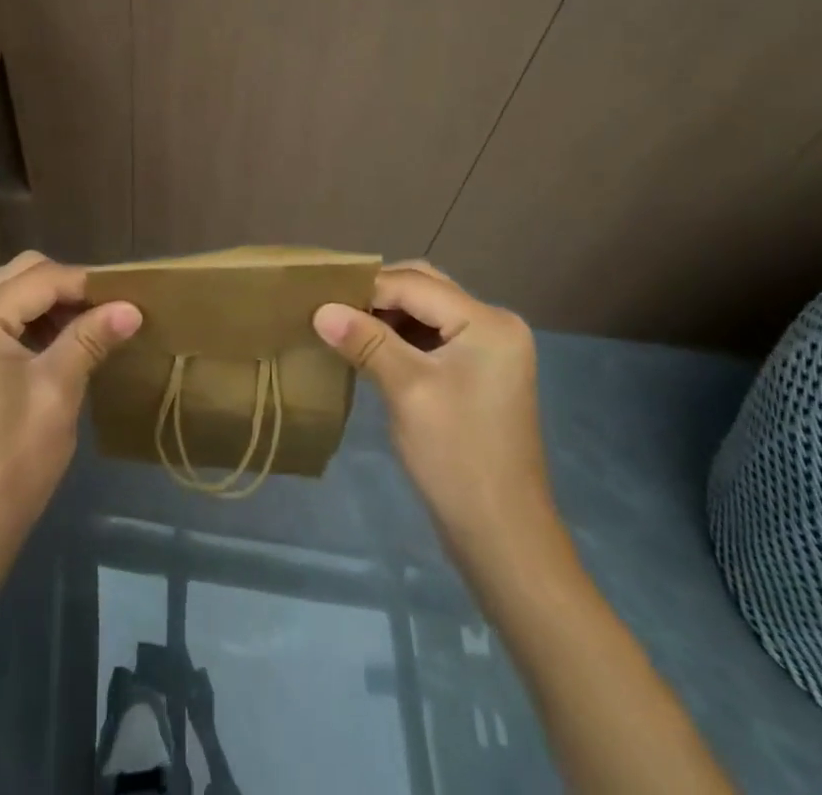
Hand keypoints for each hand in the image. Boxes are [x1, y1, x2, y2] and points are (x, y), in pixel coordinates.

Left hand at [0, 252, 140, 553]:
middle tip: (110, 308)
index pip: (40, 278)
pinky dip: (40, 323)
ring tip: (96, 324)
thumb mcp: (57, 391)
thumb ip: (91, 339)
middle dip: (69, 285)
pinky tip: (69, 343)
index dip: (87, 283)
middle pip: (23, 275)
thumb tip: (132, 307)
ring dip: (55, 303)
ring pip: (16, 295)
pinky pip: (8, 321)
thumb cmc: (12, 458)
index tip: (130, 294)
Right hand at [314, 261, 554, 576]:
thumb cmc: (456, 457)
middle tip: (332, 307)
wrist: (501, 536)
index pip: (416, 285)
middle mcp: (494, 325)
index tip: (320, 296)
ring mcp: (489, 349)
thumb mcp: (407, 390)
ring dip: (386, 314)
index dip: (366, 288)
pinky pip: (433, 336)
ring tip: (344, 326)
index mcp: (488, 323)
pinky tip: (369, 348)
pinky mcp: (478, 372)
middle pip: (425, 288)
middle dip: (377, 295)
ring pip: (426, 310)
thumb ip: (365, 341)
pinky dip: (400, 336)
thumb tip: (320, 309)